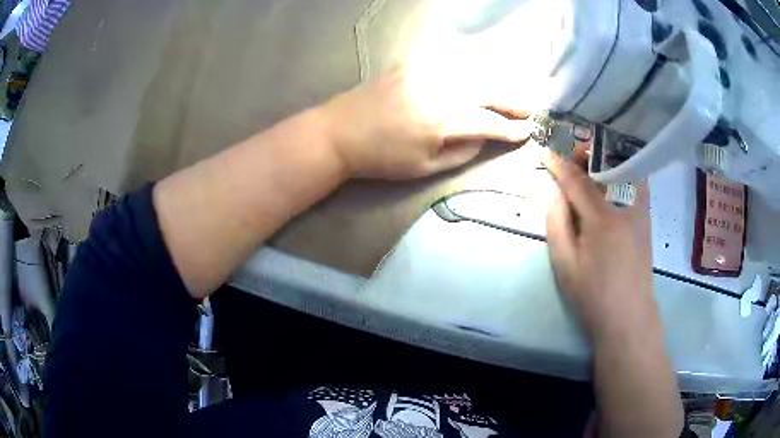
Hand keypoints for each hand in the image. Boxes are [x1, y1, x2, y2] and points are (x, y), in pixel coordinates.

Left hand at [318, 69, 531, 179]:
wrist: (339, 132)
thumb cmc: (381, 158)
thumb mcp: (424, 167)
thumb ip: (461, 152)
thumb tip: (484, 137)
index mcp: (441, 120)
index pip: (488, 122)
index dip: (510, 128)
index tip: (528, 131)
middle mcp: (438, 89)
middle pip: (487, 90)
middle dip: (512, 99)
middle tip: (528, 108)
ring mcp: (424, 72)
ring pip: (472, 71)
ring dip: (495, 82)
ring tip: (509, 93)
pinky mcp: (412, 64)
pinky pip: (450, 61)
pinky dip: (470, 67)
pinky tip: (479, 75)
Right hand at [545, 154, 655, 341]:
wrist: (628, 316)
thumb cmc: (593, 295)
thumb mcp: (565, 264)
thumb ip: (557, 223)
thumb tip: (554, 191)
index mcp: (601, 219)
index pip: (577, 181)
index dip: (559, 165)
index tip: (546, 153)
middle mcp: (624, 207)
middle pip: (603, 169)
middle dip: (585, 156)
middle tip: (570, 154)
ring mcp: (639, 211)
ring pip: (624, 171)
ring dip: (605, 160)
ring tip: (591, 162)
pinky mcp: (646, 220)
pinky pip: (637, 184)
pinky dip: (626, 172)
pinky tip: (616, 177)